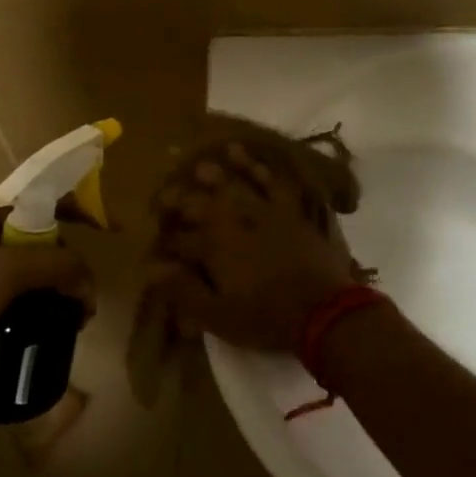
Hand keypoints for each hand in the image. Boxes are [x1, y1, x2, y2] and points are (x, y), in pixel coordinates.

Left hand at [0, 199, 93, 376]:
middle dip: (70, 259)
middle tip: (85, 292)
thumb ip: (57, 266)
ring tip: (69, 314)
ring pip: (28, 260)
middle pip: (42, 231)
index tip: (111, 230)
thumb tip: (87, 281)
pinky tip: (41, 320)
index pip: (50, 194)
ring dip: (54, 282)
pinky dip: (33, 296)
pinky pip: (12, 283)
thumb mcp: (10, 273)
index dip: (84, 208)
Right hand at [146, 140, 365, 351]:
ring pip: (235, 184)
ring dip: (217, 174)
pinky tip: (251, 158)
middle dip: (181, 198)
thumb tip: (152, 269)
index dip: (164, 238)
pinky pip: (272, 181)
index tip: (153, 236)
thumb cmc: (266, 318)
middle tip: (166, 191)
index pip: (180, 239)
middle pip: (202, 204)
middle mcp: (235, 220)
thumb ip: (183, 291)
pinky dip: (259, 167)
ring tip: (203, 163)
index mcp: (214, 247)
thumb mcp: (218, 316)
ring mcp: (264, 210)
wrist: (323, 309)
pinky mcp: (291, 208)